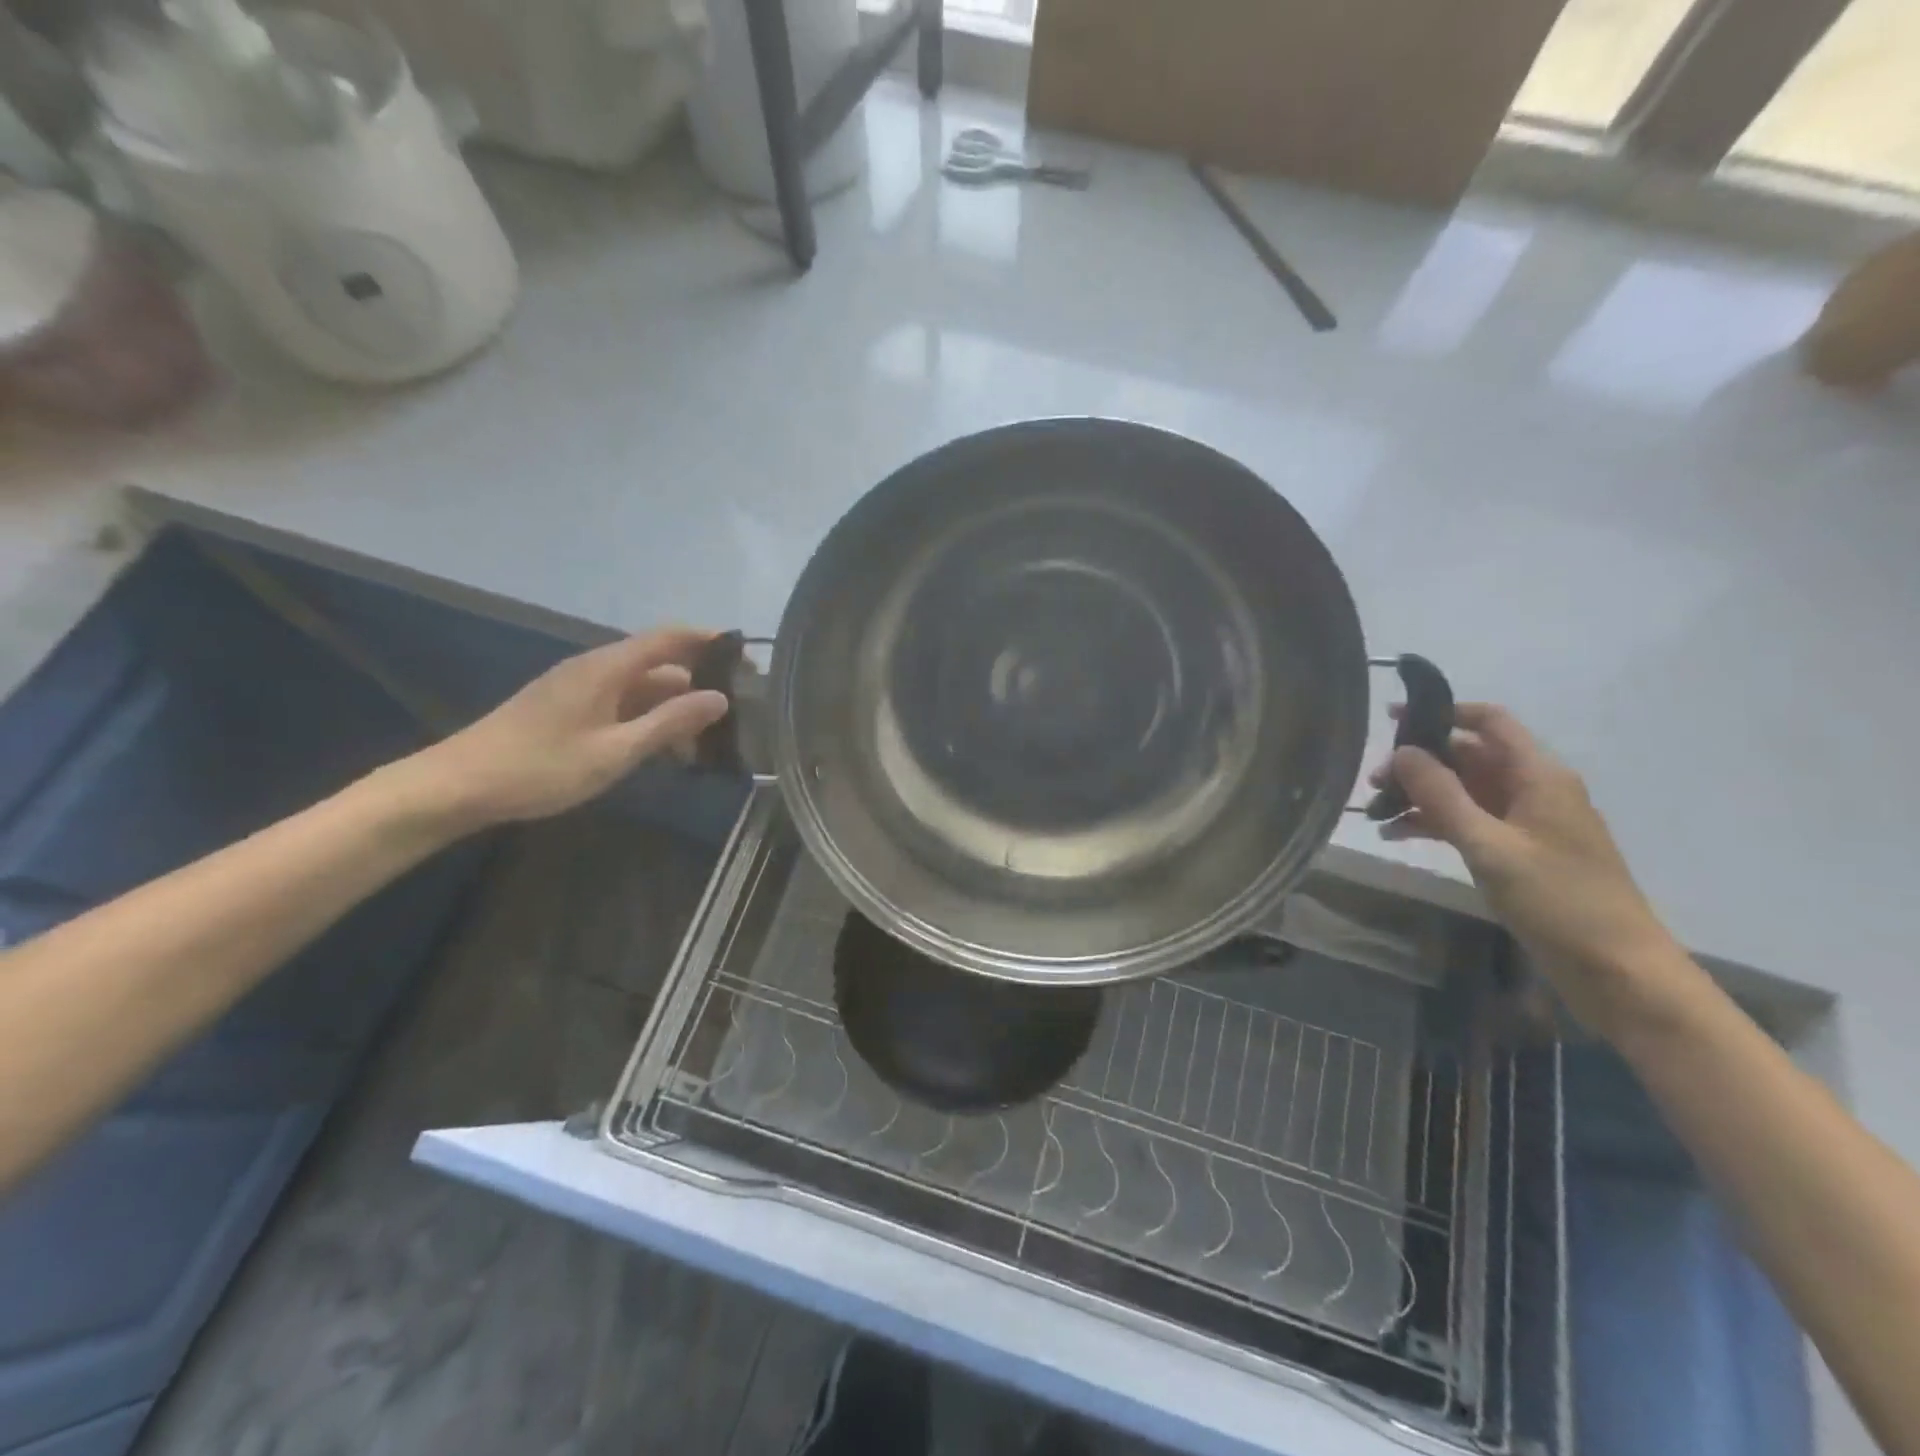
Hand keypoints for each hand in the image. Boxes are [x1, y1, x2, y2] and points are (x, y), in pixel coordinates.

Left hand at [398, 628, 729, 829]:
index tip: (748, 656)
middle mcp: (596, 668)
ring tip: (707, 741)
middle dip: (699, 684)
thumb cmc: (541, 767)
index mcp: (607, 668)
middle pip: (660, 664)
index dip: (710, 640)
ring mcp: (580, 688)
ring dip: (675, 708)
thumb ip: (669, 723)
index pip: (669, 638)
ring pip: (642, 688)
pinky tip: (664, 750)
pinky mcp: (569, 708)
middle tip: (736, 712)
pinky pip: (622, 704)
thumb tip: (719, 698)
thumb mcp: (615, 750)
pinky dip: (649, 720)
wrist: (458, 785)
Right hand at [1370, 703, 1678, 1030]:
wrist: (1617, 970)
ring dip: (1419, 796)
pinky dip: (1432, 823)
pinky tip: (1396, 836)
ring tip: (1376, 811)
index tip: (1392, 717)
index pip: (1489, 722)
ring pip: (1462, 791)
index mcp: (1538, 776)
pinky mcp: (1517, 851)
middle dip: (1418, 763)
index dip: (1443, 712)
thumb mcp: (1490, 846)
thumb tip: (1401, 752)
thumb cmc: (1559, 901)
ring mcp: (1524, 822)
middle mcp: (1532, 789)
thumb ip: (1442, 796)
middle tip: (1371, 781)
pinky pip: (1467, 822)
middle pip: (1468, 756)